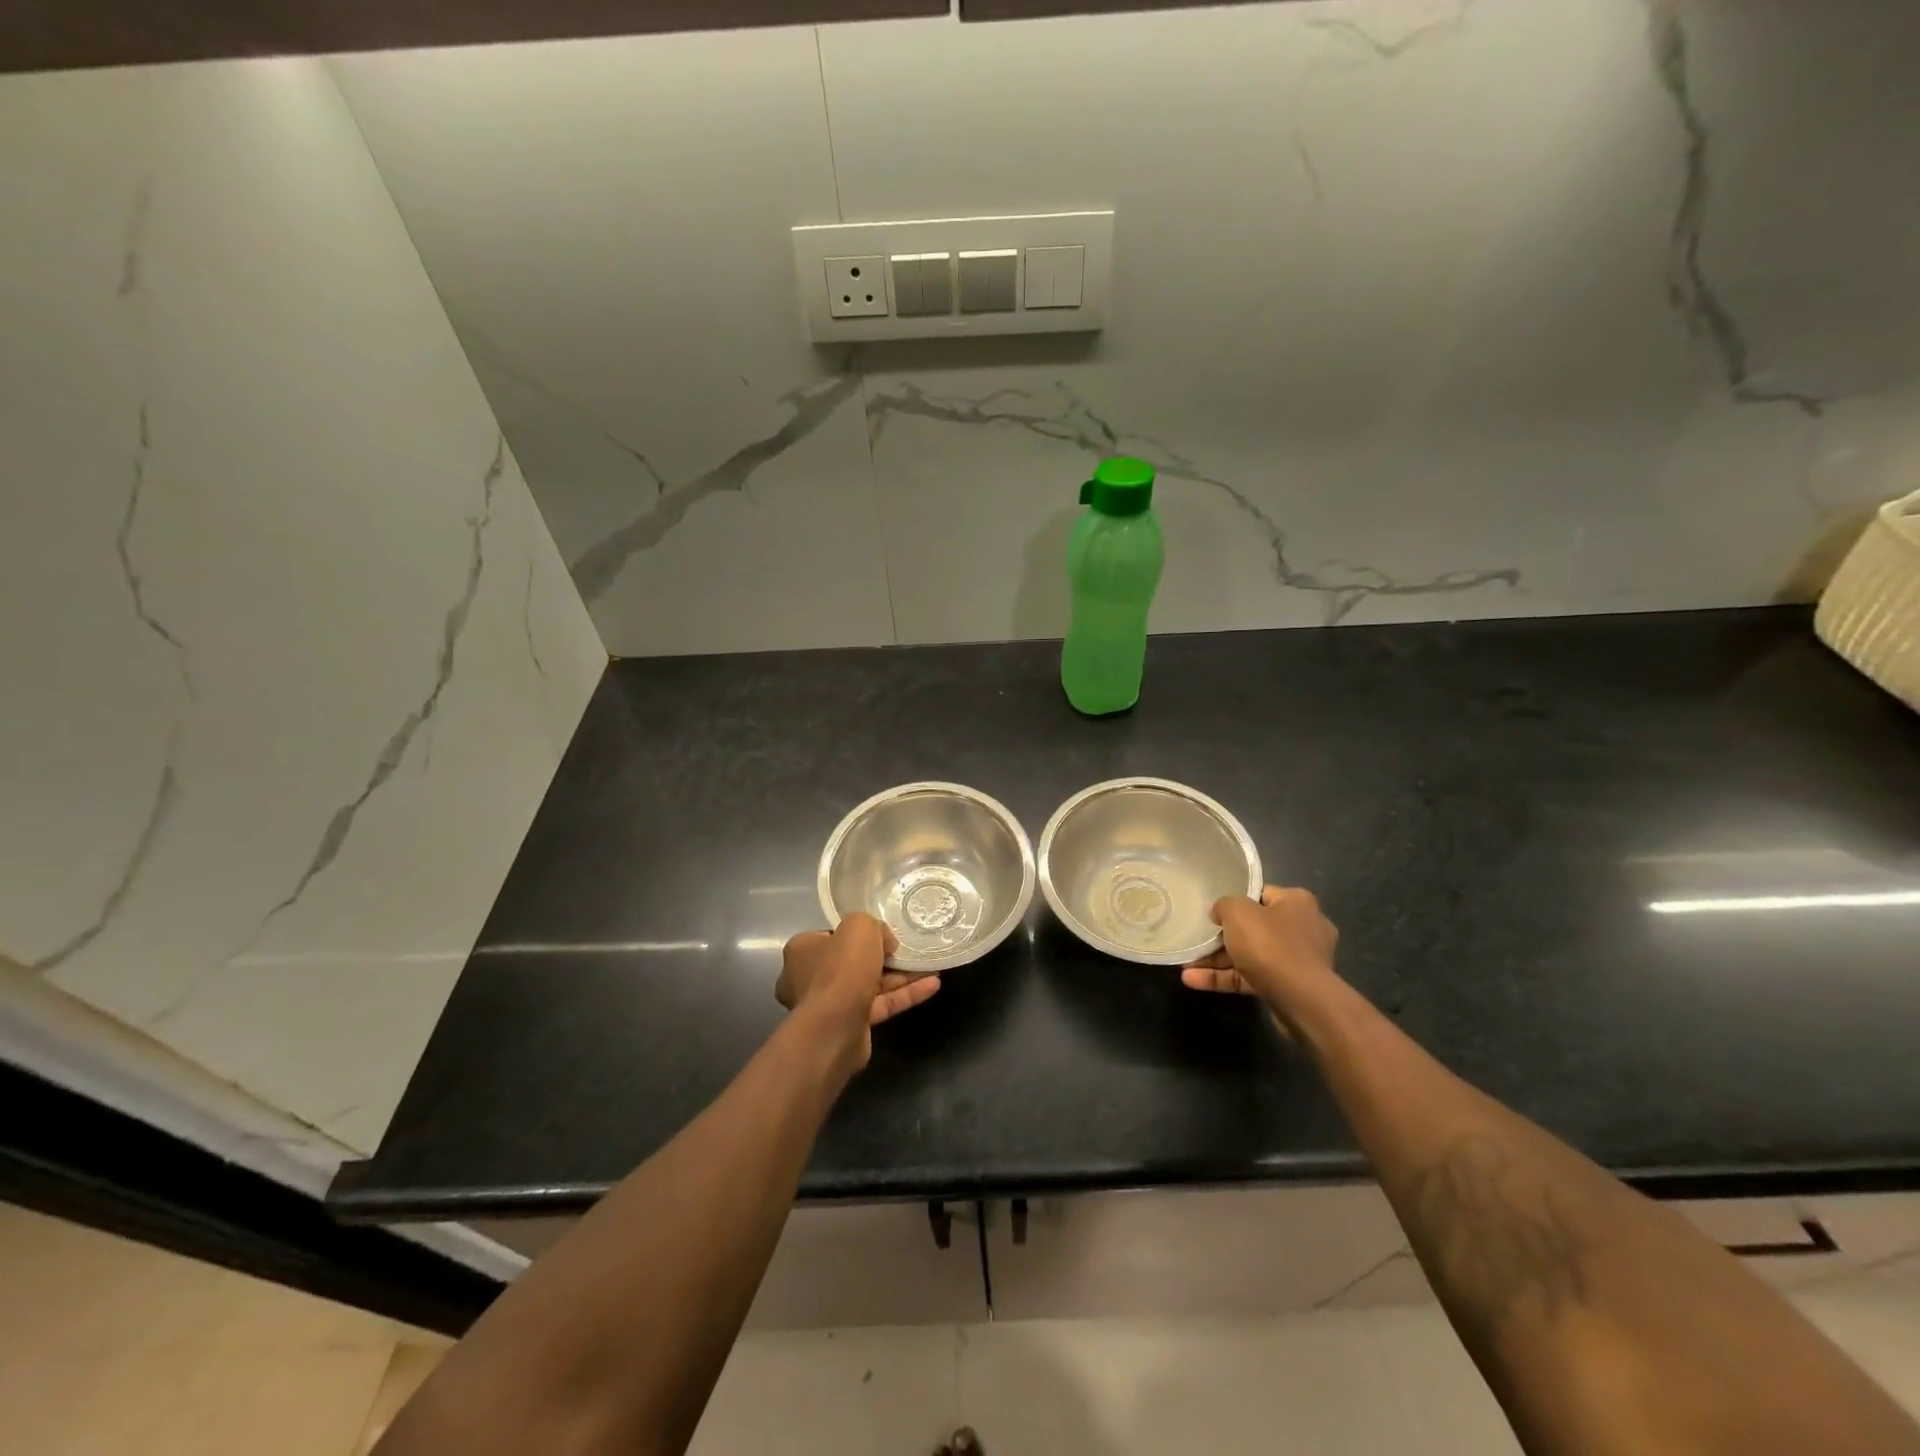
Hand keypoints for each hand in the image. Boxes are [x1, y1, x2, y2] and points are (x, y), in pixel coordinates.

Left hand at [776, 913, 940, 1069]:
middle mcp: (810, 977)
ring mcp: (831, 1004)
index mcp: (803, 950)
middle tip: (908, 949)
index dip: (858, 933)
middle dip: (884, 956)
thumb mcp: (859, 927)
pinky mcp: (852, 1024)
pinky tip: (933, 985)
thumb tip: (884, 942)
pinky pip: (882, 1004)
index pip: (832, 935)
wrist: (835, 1027)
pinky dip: (905, 994)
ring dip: (901, 976)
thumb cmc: (840, 969)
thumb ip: (872, 925)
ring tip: (930, 966)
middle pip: (853, 961)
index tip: (881, 932)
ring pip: (871, 984)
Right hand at [1181, 886, 1339, 1032]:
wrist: (1302, 1001)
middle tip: (1197, 940)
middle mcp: (1303, 928)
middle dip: (1222, 937)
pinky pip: (1252, 977)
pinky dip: (1225, 978)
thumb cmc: (1271, 945)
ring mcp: (1298, 961)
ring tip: (1186, 965)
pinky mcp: (1290, 987)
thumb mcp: (1238, 912)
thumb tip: (1220, 913)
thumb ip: (1224, 904)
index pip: (1261, 895)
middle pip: (1254, 927)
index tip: (1212, 912)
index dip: (1234, 901)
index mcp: (1297, 903)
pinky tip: (1193, 981)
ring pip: (1251, 955)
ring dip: (1218, 961)